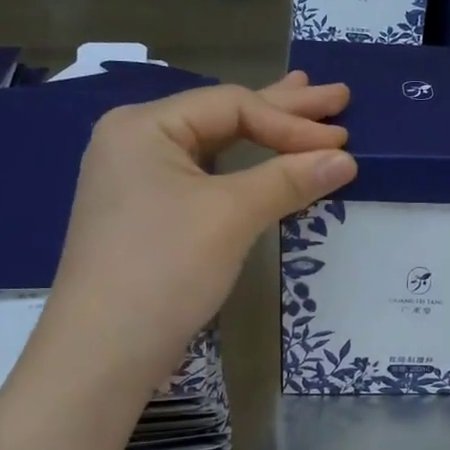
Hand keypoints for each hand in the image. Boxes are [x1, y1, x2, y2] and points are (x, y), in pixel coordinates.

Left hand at [36, 72, 355, 393]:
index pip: (232, 106)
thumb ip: (288, 179)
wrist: (103, 353)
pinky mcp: (149, 215)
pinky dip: (245, 169)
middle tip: (337, 96)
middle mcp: (136, 142)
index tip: (343, 143)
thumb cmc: (164, 268)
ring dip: (265, 134)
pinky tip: (265, 160)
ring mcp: (139, 181)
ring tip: (306, 109)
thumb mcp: (230, 216)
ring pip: (216, 146)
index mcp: (144, 126)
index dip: (291, 122)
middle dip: (284, 109)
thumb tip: (346, 158)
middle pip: (224, 116)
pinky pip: (207, 177)